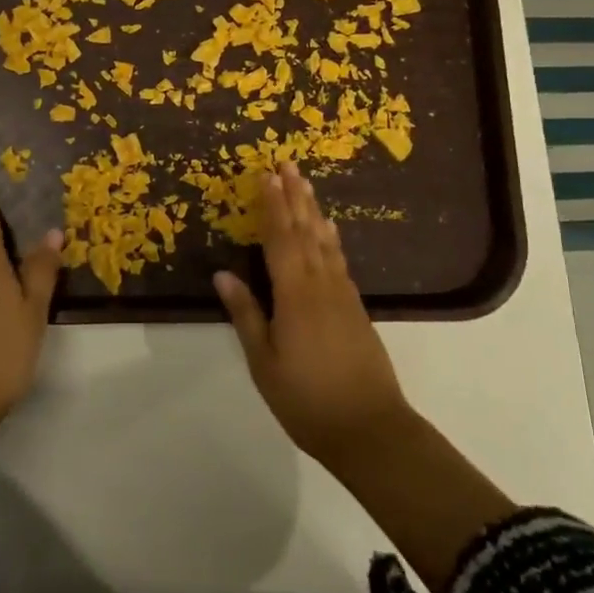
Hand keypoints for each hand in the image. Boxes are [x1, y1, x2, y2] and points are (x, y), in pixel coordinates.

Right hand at [213, 162, 410, 471]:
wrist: (370, 428)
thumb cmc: (307, 399)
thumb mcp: (264, 362)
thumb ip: (246, 314)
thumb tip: (222, 273)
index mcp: (294, 293)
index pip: (280, 238)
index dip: (272, 206)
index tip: (266, 175)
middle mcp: (321, 283)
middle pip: (305, 230)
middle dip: (295, 196)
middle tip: (288, 164)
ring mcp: (343, 293)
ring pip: (324, 240)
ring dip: (313, 210)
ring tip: (306, 184)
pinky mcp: (356, 306)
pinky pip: (339, 258)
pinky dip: (331, 237)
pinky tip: (329, 230)